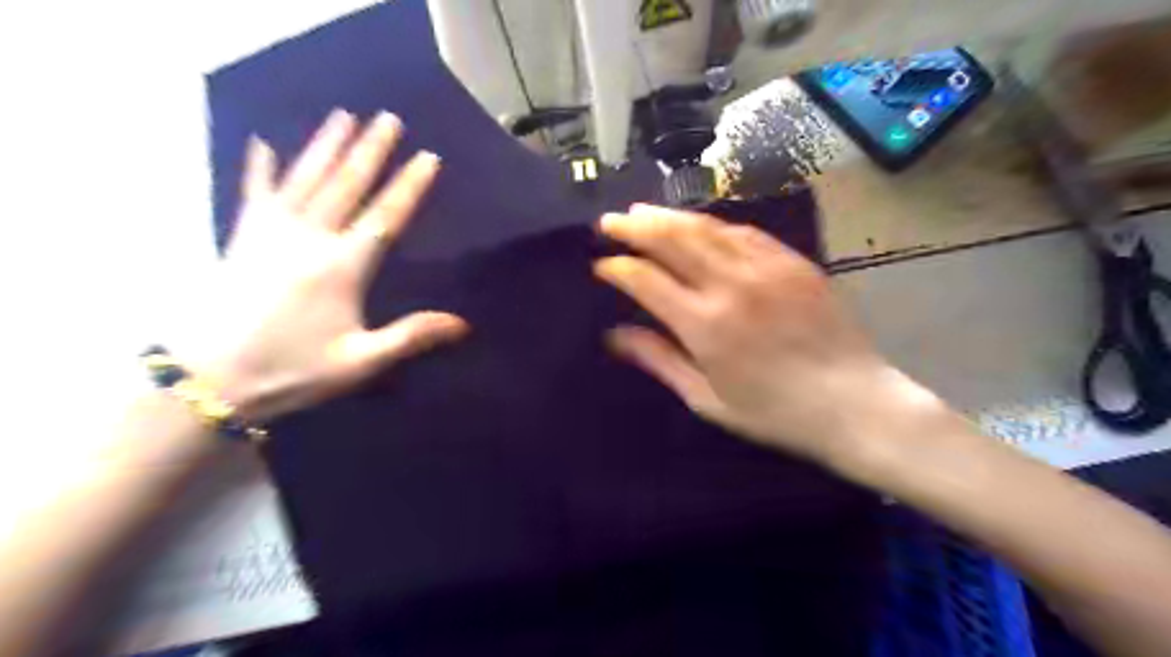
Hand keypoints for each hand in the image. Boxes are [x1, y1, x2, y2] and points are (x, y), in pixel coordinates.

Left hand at [180, 107, 469, 421]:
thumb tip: (463, 324)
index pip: (385, 217)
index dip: (409, 186)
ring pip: (305, 179)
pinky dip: (259, 168)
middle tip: (388, 117)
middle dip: (370, 150)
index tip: (428, 156)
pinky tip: (262, 144)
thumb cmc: (291, 370)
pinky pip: (253, 193)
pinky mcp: (242, 238)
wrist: (207, 378)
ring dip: (326, 146)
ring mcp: (271, 233)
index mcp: (342, 267)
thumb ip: (411, 337)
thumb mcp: (360, 362)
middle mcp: (309, 239)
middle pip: (346, 185)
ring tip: (343, 116)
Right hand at [596, 203, 934, 463]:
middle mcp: (730, 285)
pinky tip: (699, 225)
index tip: (601, 265)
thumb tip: (614, 336)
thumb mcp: (706, 398)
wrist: (853, 403)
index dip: (617, 268)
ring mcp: (765, 267)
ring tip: (643, 212)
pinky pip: (744, 231)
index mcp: (704, 324)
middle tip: (610, 220)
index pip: (646, 280)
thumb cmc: (773, 412)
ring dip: (669, 216)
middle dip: (634, 226)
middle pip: (671, 239)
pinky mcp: (793, 261)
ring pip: (705, 227)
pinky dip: (713, 225)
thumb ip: (659, 360)